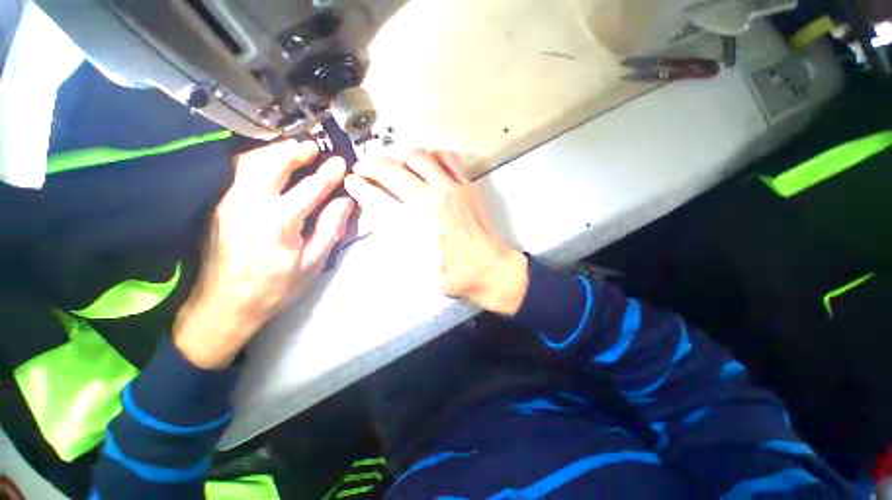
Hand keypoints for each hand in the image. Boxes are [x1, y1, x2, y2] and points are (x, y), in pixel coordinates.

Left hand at [174, 140, 354, 367]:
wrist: (224, 305)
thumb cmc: (276, 287)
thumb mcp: (313, 263)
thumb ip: (331, 228)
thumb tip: (346, 202)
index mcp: (279, 222)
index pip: (310, 187)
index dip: (328, 173)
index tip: (341, 163)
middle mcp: (249, 204)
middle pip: (272, 163)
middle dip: (295, 151)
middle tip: (314, 148)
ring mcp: (228, 202)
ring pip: (249, 162)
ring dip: (274, 151)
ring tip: (294, 151)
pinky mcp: (218, 206)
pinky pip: (238, 172)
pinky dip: (256, 161)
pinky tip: (268, 164)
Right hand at [344, 149, 527, 314]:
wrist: (489, 269)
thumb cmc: (452, 274)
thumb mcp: (416, 267)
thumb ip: (395, 239)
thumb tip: (380, 214)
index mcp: (415, 224)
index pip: (377, 196)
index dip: (359, 186)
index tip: (353, 181)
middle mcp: (430, 199)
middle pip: (392, 169)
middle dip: (370, 165)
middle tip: (365, 169)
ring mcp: (451, 188)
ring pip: (418, 156)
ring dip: (401, 159)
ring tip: (397, 169)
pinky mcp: (467, 186)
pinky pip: (448, 158)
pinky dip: (433, 157)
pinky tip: (429, 167)